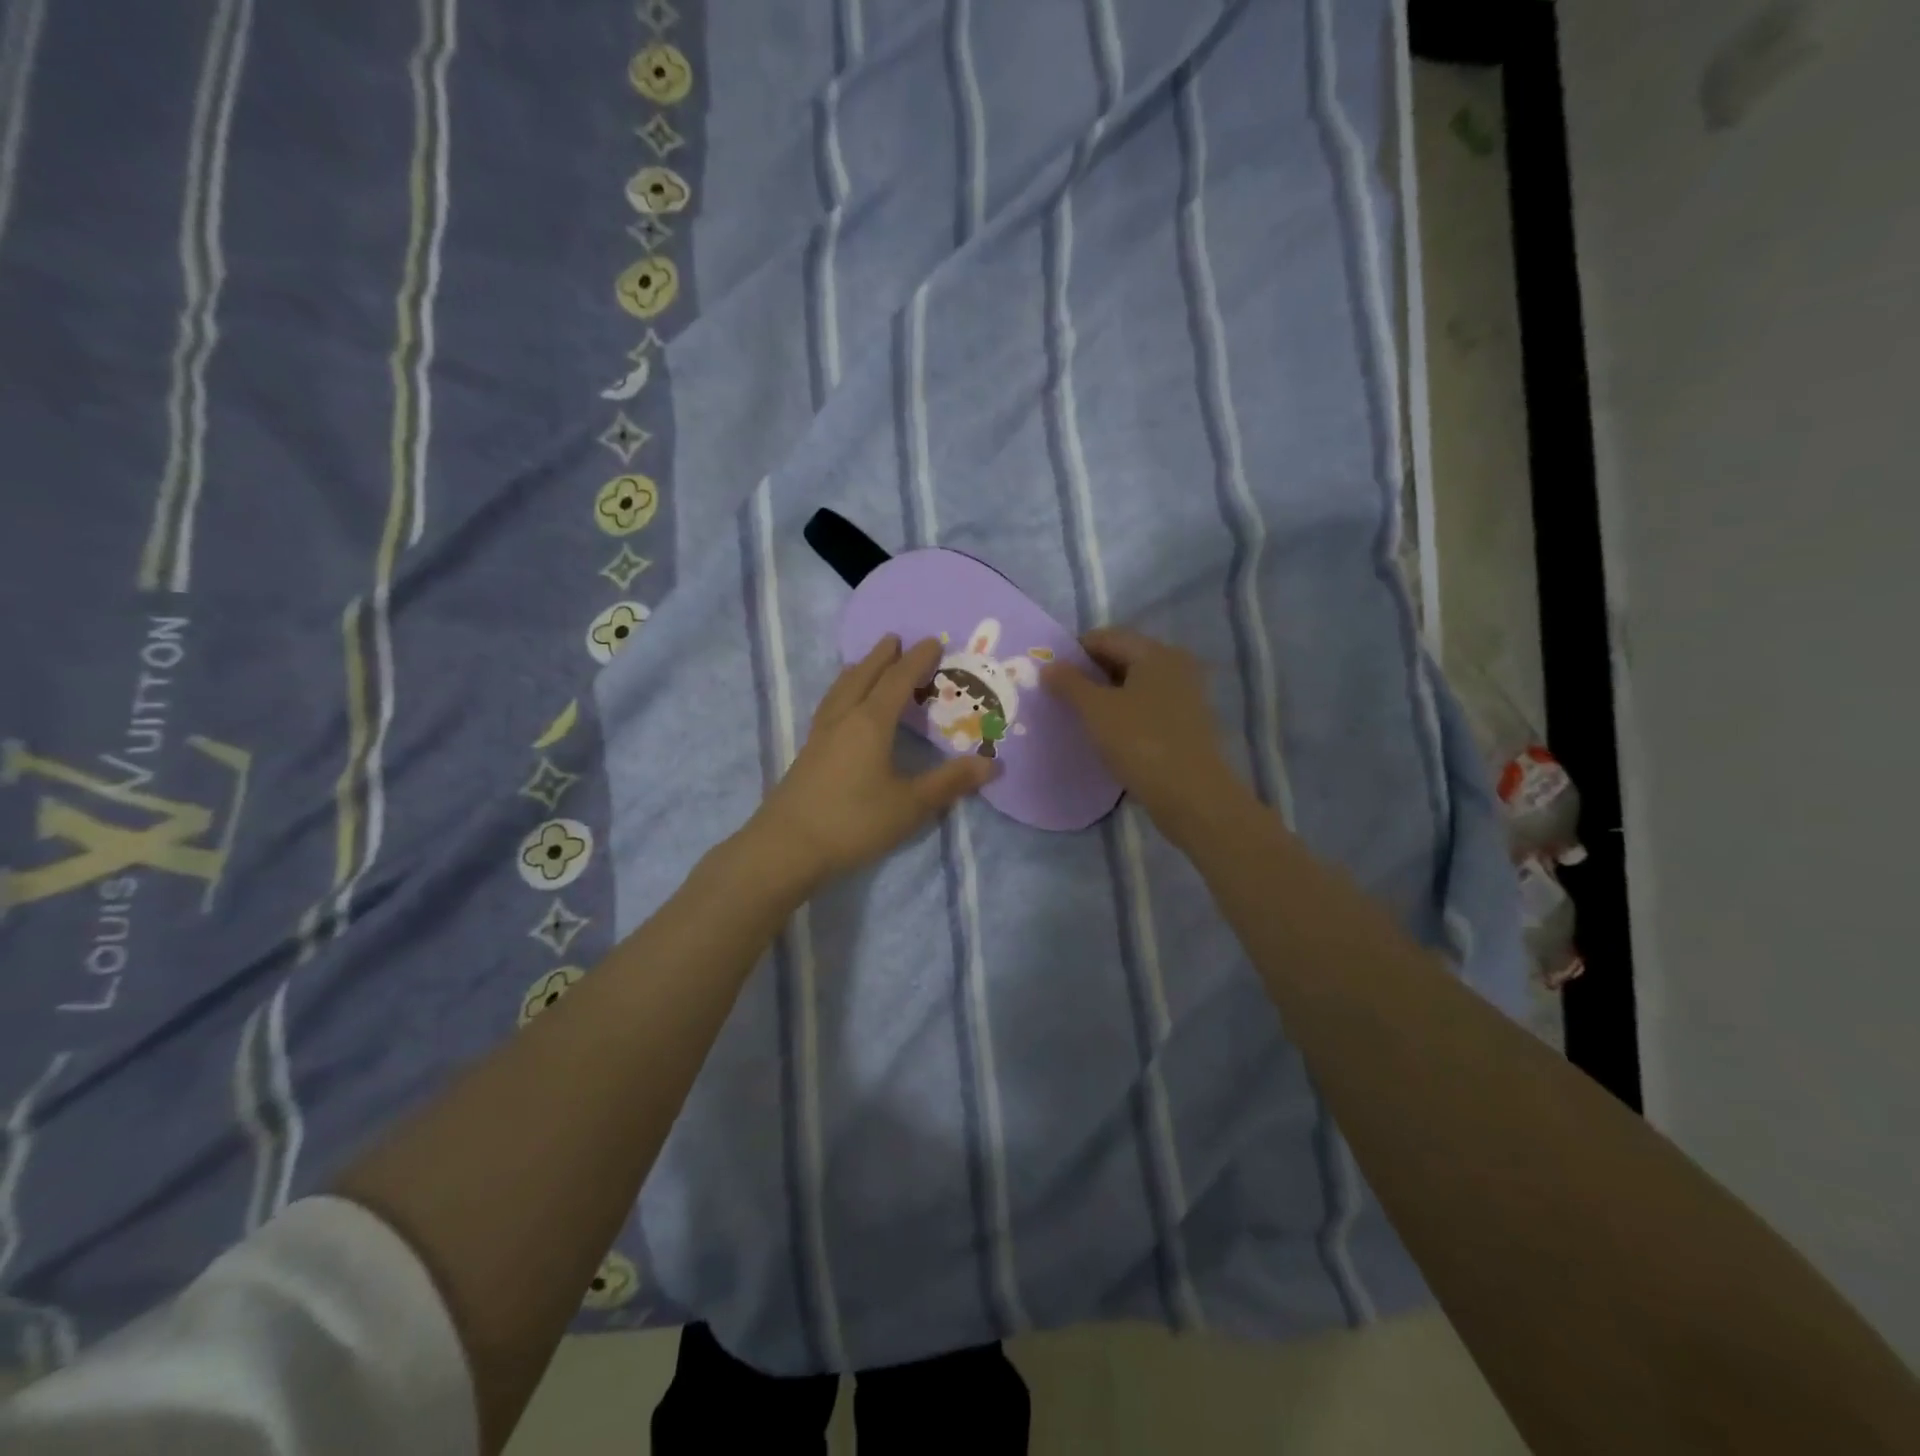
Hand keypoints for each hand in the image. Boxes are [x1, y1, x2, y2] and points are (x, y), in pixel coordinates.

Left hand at [746, 635, 994, 894]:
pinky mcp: (806, 754)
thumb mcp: (910, 805)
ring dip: (857, 671)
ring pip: (840, 690)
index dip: (917, 660)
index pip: (897, 681)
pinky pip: (829, 707)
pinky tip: (840, 708)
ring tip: (864, 664)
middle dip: (881, 657)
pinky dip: (841, 693)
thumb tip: (993, 764)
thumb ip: (950, 783)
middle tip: (894, 638)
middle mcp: (843, 720)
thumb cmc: (854, 822)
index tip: (933, 641)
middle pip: (862, 677)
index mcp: (870, 723)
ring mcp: (820, 736)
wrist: (786, 848)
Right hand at [1042, 627, 1247, 839]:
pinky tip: (1106, 735)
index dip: (1073, 652)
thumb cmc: (1140, 742)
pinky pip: (1146, 707)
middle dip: (1088, 674)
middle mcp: (1175, 665)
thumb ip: (1069, 683)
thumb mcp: (1096, 710)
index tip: (1049, 675)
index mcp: (1155, 652)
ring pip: (1133, 685)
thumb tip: (1049, 666)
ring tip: (1078, 717)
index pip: (1104, 637)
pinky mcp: (1186, 724)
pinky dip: (1123, 714)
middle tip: (1059, 697)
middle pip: (1121, 658)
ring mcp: (1184, 696)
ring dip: (1105, 696)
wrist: (1191, 796)